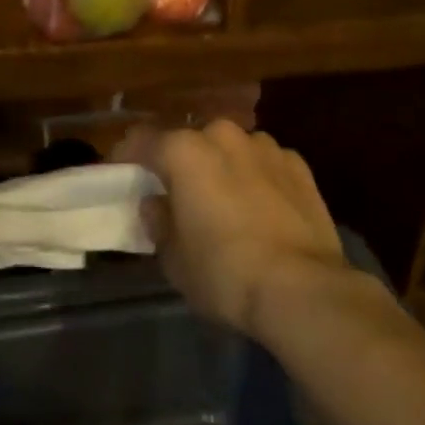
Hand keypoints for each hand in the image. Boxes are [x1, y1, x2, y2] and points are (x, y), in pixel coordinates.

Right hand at [116, 121, 346, 338]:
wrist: (302, 289)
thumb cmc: (224, 272)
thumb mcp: (174, 259)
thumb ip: (159, 223)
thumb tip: (157, 204)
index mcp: (184, 151)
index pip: (141, 140)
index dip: (126, 156)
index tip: (121, 174)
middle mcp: (222, 135)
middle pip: (190, 141)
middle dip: (181, 162)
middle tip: (178, 193)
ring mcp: (265, 145)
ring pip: (230, 149)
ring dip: (221, 166)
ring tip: (225, 200)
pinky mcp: (298, 164)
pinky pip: (264, 164)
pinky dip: (257, 177)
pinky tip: (262, 207)